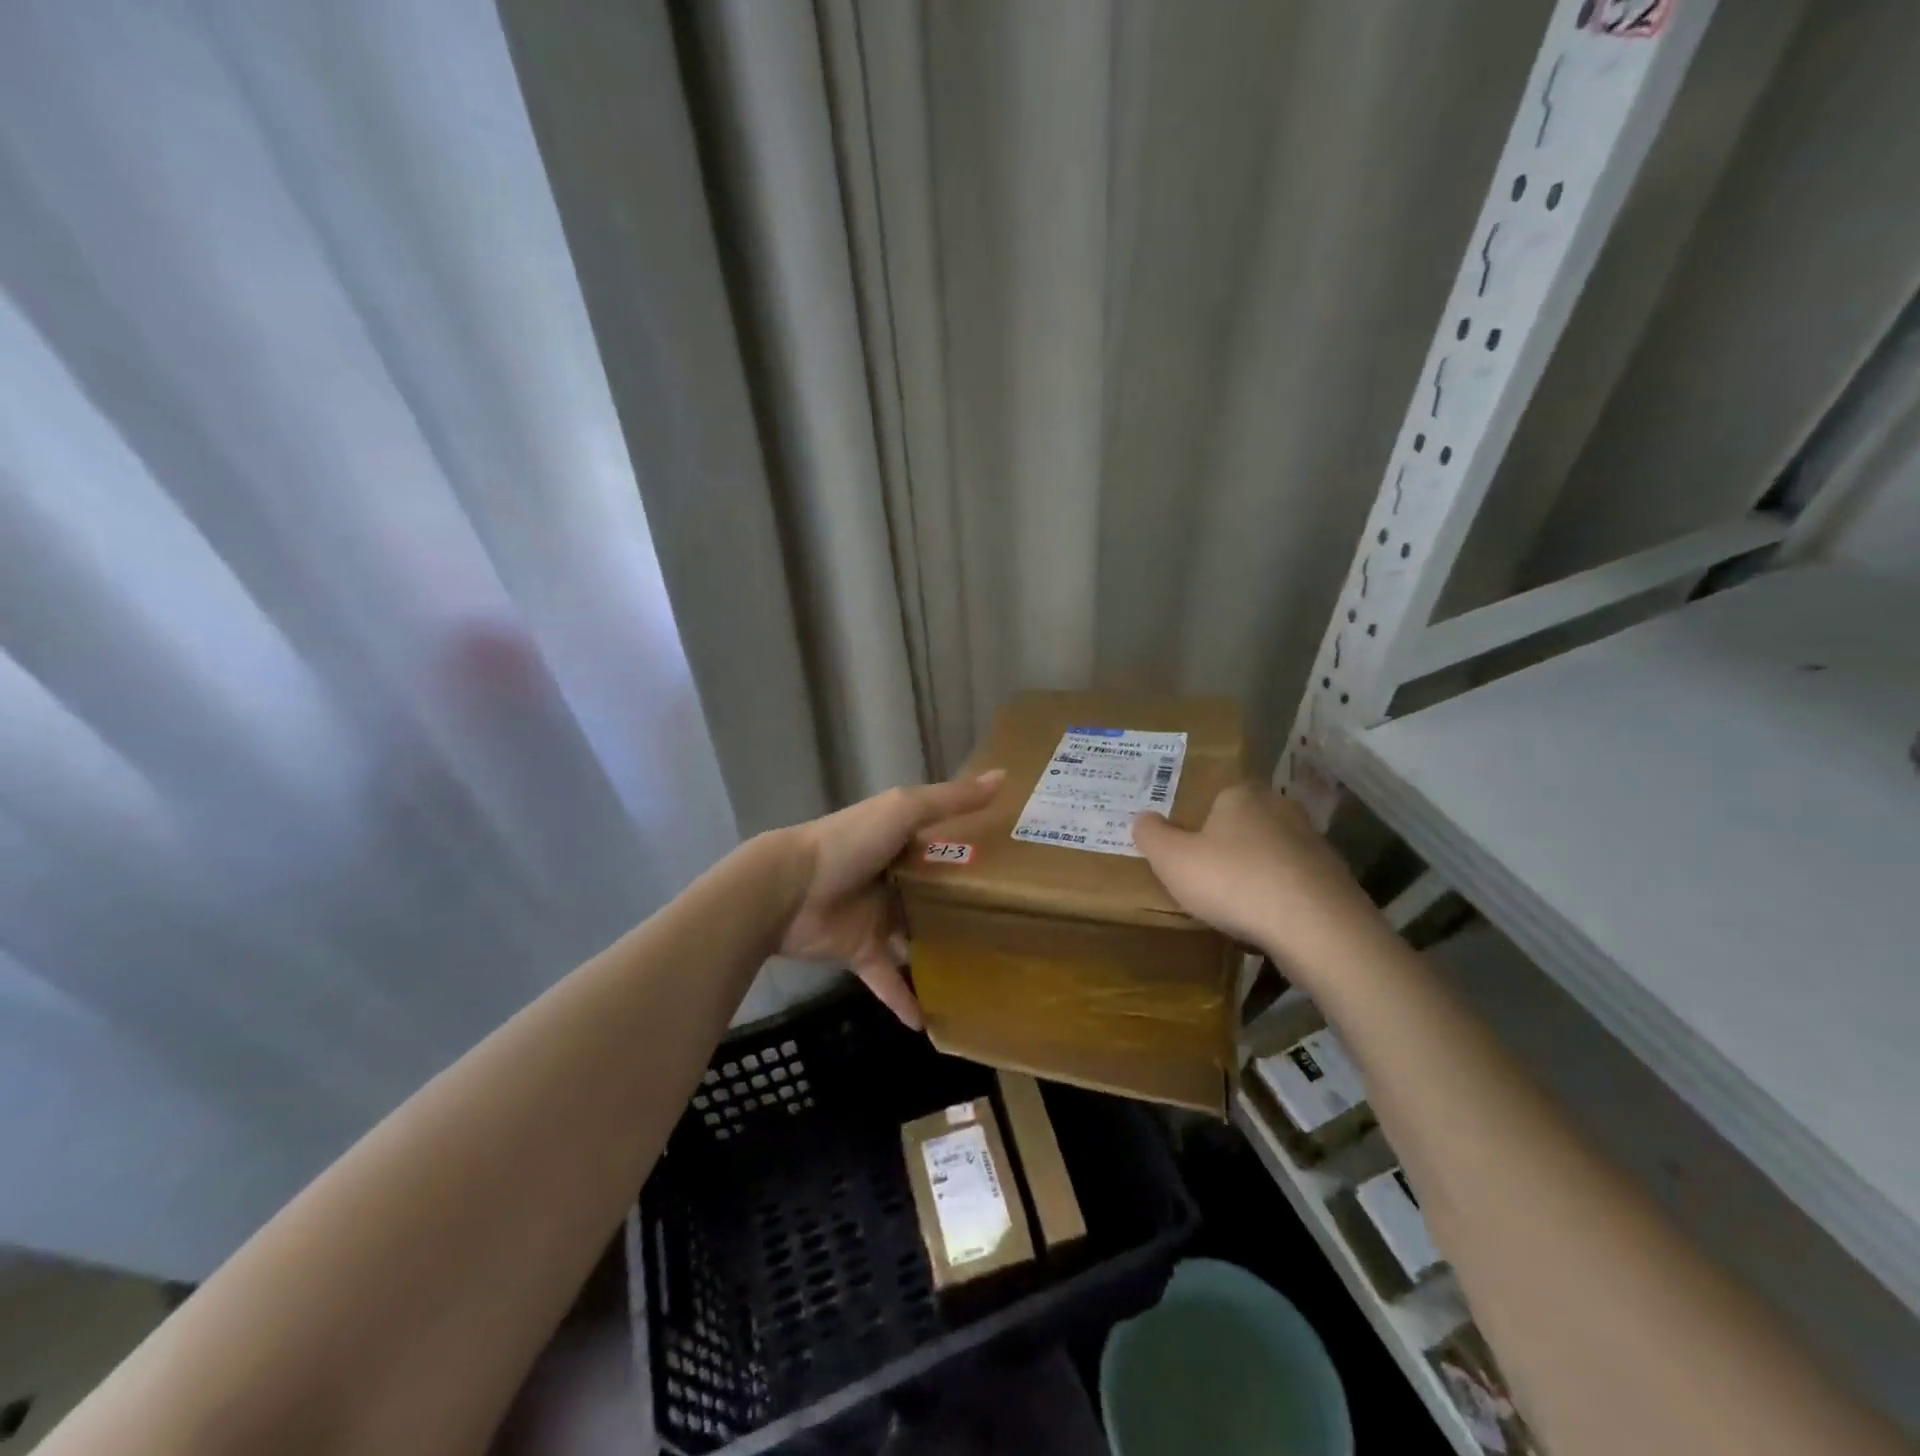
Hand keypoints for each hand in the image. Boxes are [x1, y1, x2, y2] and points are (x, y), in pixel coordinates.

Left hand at [779, 770, 1005, 1027]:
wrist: (787, 889)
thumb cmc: (849, 843)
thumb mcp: (903, 810)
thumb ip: (951, 800)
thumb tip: (1004, 776)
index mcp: (902, 843)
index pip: (947, 849)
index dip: (978, 857)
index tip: (1018, 871)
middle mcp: (893, 880)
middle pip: (936, 899)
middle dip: (966, 914)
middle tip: (1013, 934)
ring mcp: (877, 919)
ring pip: (917, 942)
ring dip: (941, 959)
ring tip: (984, 980)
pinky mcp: (861, 952)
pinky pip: (889, 981)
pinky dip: (905, 1000)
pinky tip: (932, 1023)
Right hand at [1132, 782, 1386, 972]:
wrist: (1316, 927)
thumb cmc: (1233, 882)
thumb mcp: (1172, 859)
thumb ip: (1151, 835)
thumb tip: (1143, 817)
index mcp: (1241, 795)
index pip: (1215, 797)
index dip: (1198, 823)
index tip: (1186, 851)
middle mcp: (1281, 809)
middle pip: (1245, 825)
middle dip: (1228, 847)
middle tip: (1206, 877)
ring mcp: (1314, 843)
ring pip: (1272, 855)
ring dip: (1256, 874)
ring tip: (1236, 906)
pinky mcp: (1335, 879)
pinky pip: (1295, 884)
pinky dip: (1281, 898)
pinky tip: (1268, 922)